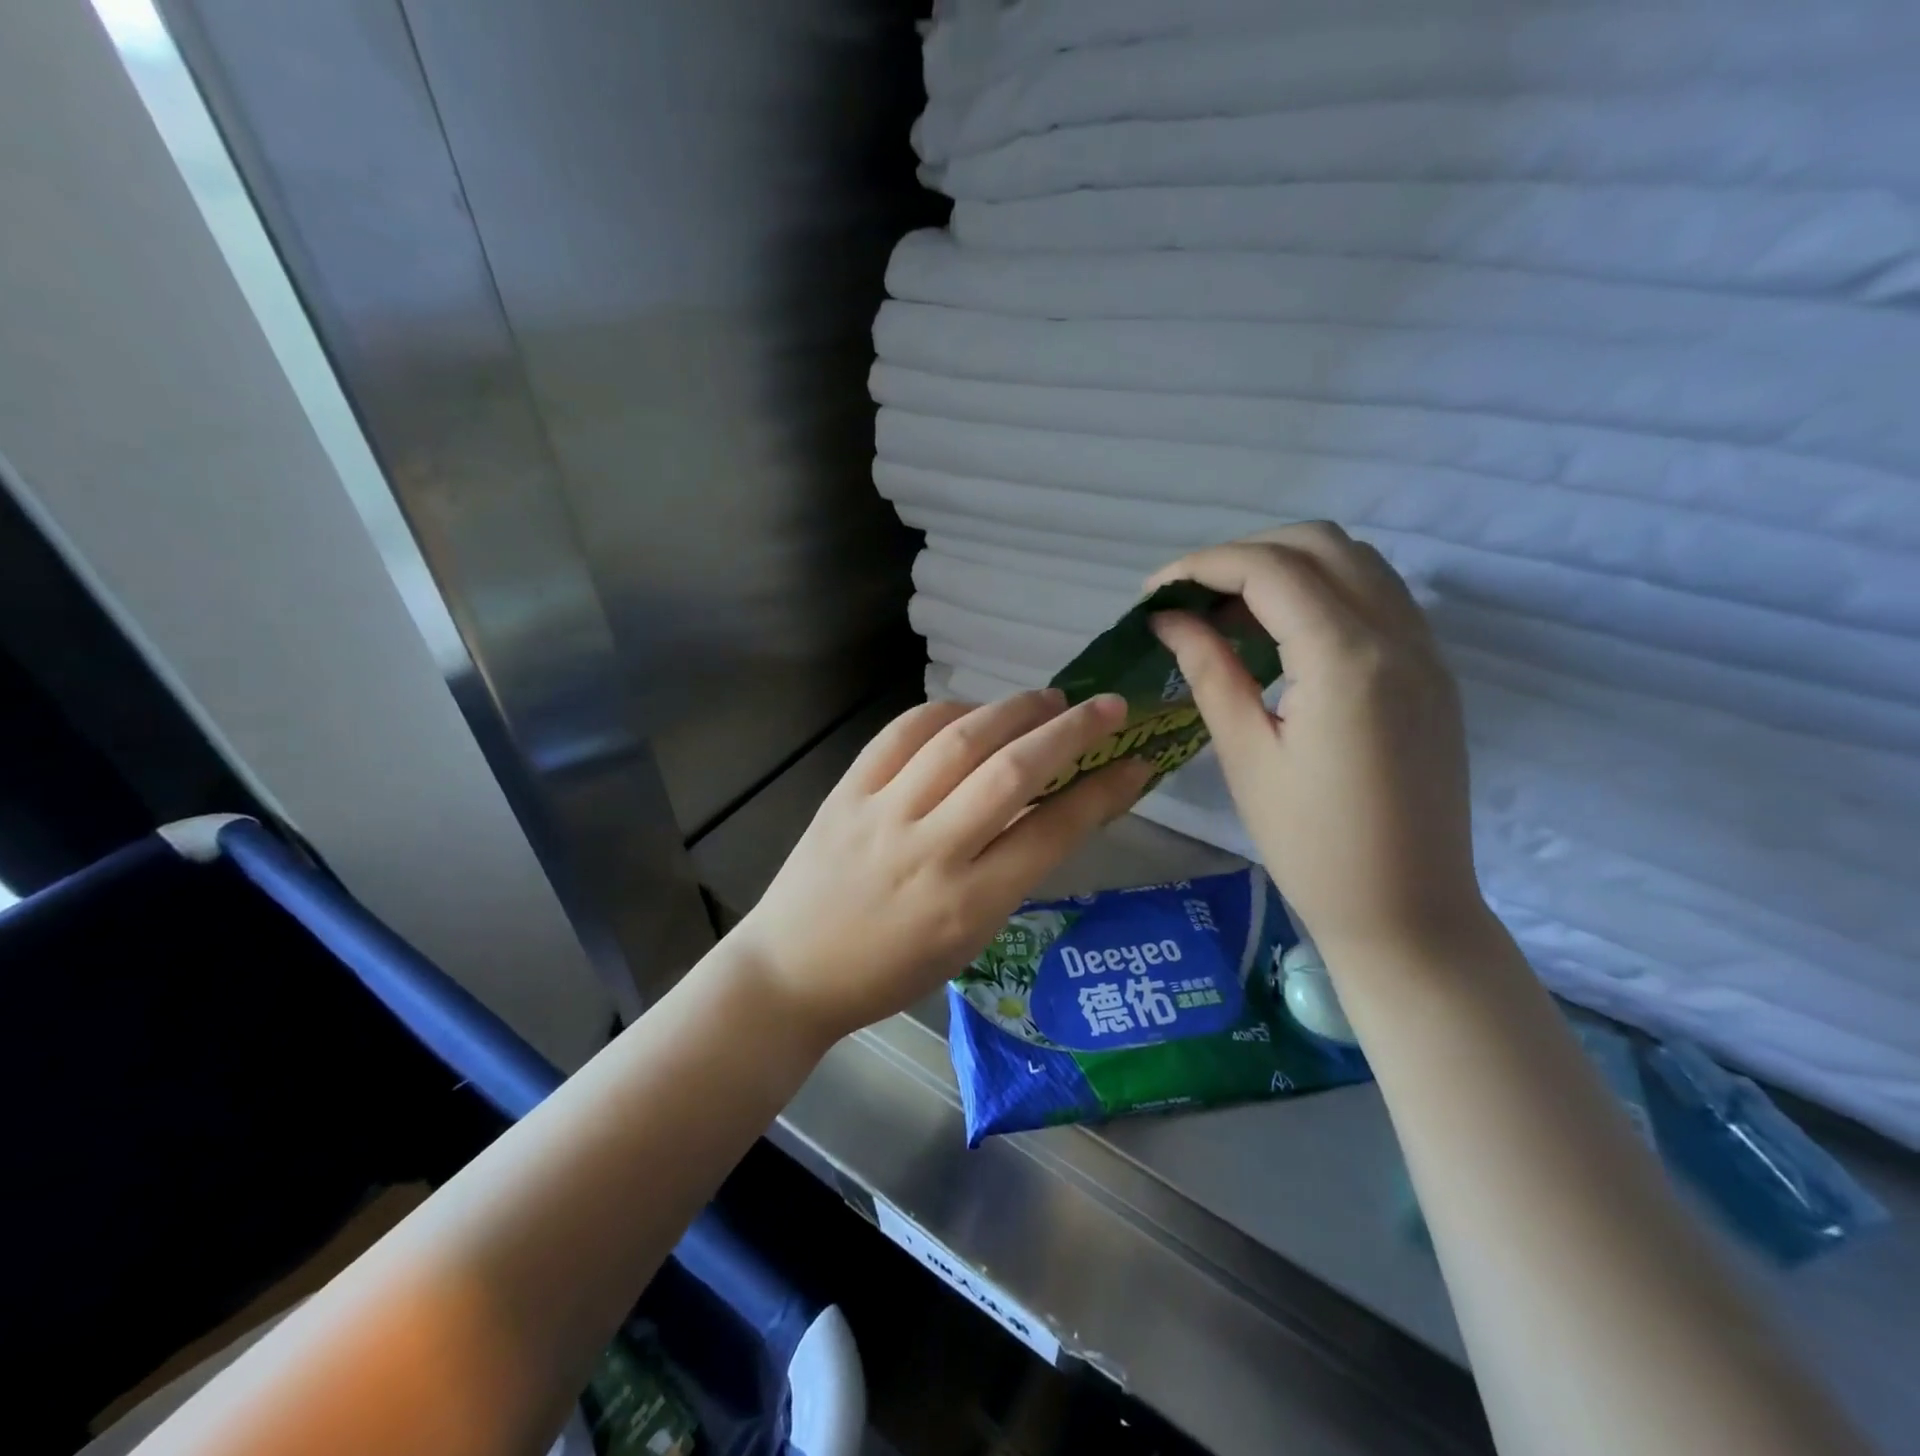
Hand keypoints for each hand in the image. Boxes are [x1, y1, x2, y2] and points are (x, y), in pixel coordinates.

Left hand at [734, 691, 1152, 1041]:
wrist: (792, 972)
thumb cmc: (890, 971)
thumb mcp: (969, 939)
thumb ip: (1012, 871)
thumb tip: (1055, 806)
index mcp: (969, 905)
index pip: (1052, 832)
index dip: (1102, 791)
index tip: (1135, 761)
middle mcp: (930, 851)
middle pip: (1012, 773)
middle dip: (1069, 732)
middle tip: (1106, 706)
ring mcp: (883, 815)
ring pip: (959, 742)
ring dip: (1013, 710)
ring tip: (1047, 698)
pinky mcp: (846, 792)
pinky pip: (900, 733)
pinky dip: (944, 712)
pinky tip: (970, 711)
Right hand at [1147, 523, 1483, 960]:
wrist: (1407, 911)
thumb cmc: (1311, 845)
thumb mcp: (1246, 755)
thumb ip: (1210, 670)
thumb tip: (1170, 619)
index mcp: (1346, 660)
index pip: (1271, 570)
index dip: (1203, 566)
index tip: (1154, 593)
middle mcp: (1397, 636)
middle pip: (1319, 544)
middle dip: (1244, 554)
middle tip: (1190, 598)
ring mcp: (1425, 650)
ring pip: (1355, 561)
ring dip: (1286, 566)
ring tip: (1229, 612)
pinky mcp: (1432, 672)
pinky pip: (1377, 596)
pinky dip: (1322, 591)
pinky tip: (1282, 635)